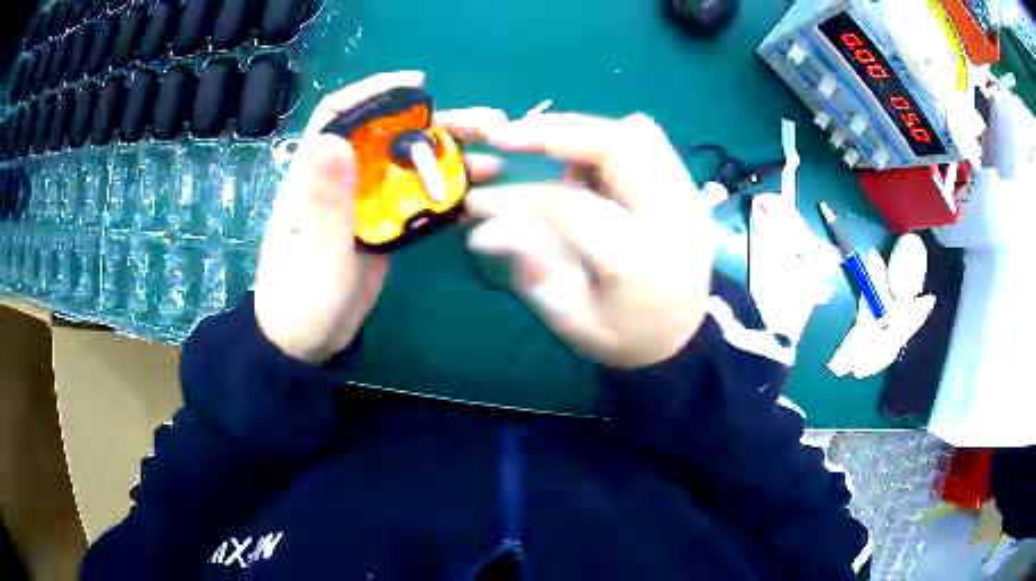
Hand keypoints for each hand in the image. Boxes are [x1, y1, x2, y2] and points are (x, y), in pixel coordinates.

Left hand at [254, 71, 503, 363]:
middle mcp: (341, 181)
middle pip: (388, 135)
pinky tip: (477, 194)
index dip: (374, 92)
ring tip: (494, 160)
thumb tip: (333, 137)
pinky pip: (416, 199)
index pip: (337, 116)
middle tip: (486, 124)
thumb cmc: (301, 303)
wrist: (306, 347)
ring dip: (450, 157)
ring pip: (407, 166)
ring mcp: (365, 204)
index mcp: (313, 178)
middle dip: (435, 123)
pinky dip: (445, 192)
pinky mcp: (382, 227)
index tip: (418, 86)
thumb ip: (326, 201)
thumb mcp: (315, 255)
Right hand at [460, 112, 714, 368]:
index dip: (515, 200)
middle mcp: (675, 219)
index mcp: (643, 263)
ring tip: (542, 149)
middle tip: (505, 136)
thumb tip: (485, 230)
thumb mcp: (575, 322)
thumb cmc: (626, 338)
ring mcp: (687, 198)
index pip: (570, 209)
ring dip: (581, 133)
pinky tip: (580, 163)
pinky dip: (605, 141)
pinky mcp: (687, 188)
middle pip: (620, 146)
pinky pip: (648, 142)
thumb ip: (535, 273)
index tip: (477, 203)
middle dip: (555, 131)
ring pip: (638, 134)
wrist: (684, 334)